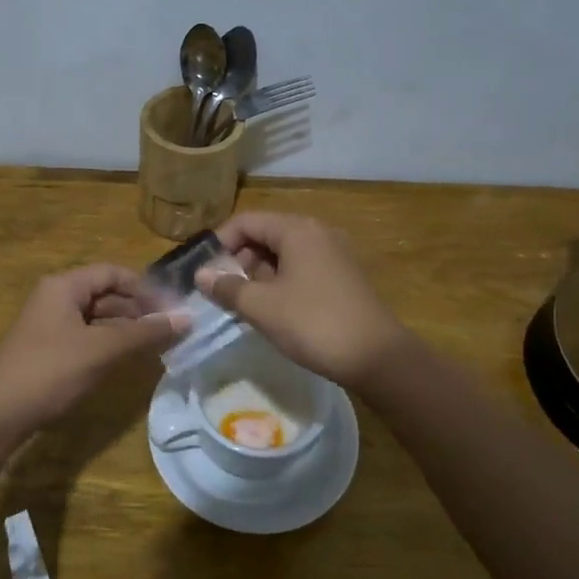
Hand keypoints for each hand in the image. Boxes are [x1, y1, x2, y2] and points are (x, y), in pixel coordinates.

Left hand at [0, 265, 186, 452]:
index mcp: (64, 286)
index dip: (146, 288)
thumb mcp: (101, 350)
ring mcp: (50, 325)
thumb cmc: (50, 372)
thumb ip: (144, 332)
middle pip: (106, 294)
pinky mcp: (48, 350)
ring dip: (127, 329)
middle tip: (172, 330)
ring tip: (158, 346)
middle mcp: (56, 298)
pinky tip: (128, 360)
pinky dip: (110, 344)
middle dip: (139, 310)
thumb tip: (187, 318)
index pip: (114, 273)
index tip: (173, 309)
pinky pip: (87, 337)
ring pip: (98, 318)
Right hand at [196, 212, 407, 387]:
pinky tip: (273, 310)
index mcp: (297, 230)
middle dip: (239, 260)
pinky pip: (301, 268)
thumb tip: (200, 274)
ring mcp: (334, 254)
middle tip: (221, 291)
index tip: (203, 271)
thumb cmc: (313, 323)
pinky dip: (281, 282)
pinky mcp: (343, 276)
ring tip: (243, 304)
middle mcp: (317, 233)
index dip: (219, 243)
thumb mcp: (262, 307)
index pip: (246, 221)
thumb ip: (227, 287)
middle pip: (265, 235)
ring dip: (258, 274)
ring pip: (283, 254)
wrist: (378, 357)